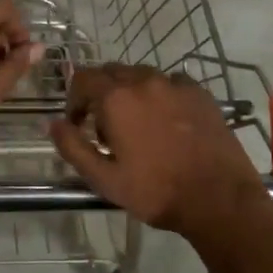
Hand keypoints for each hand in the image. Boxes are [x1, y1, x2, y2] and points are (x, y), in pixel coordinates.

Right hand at [49, 64, 267, 241]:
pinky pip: (171, 83)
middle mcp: (145, 80)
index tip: (78, 124)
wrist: (219, 199)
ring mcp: (176, 84)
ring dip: (131, 93)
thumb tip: (53, 124)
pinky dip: (161, 95)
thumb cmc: (156, 191)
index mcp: (117, 98)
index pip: (83, 78)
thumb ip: (73, 147)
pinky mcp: (200, 92)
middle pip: (111, 73)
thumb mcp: (104, 179)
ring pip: (142, 76)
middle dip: (101, 95)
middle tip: (106, 129)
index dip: (74, 99)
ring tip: (138, 126)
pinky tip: (168, 122)